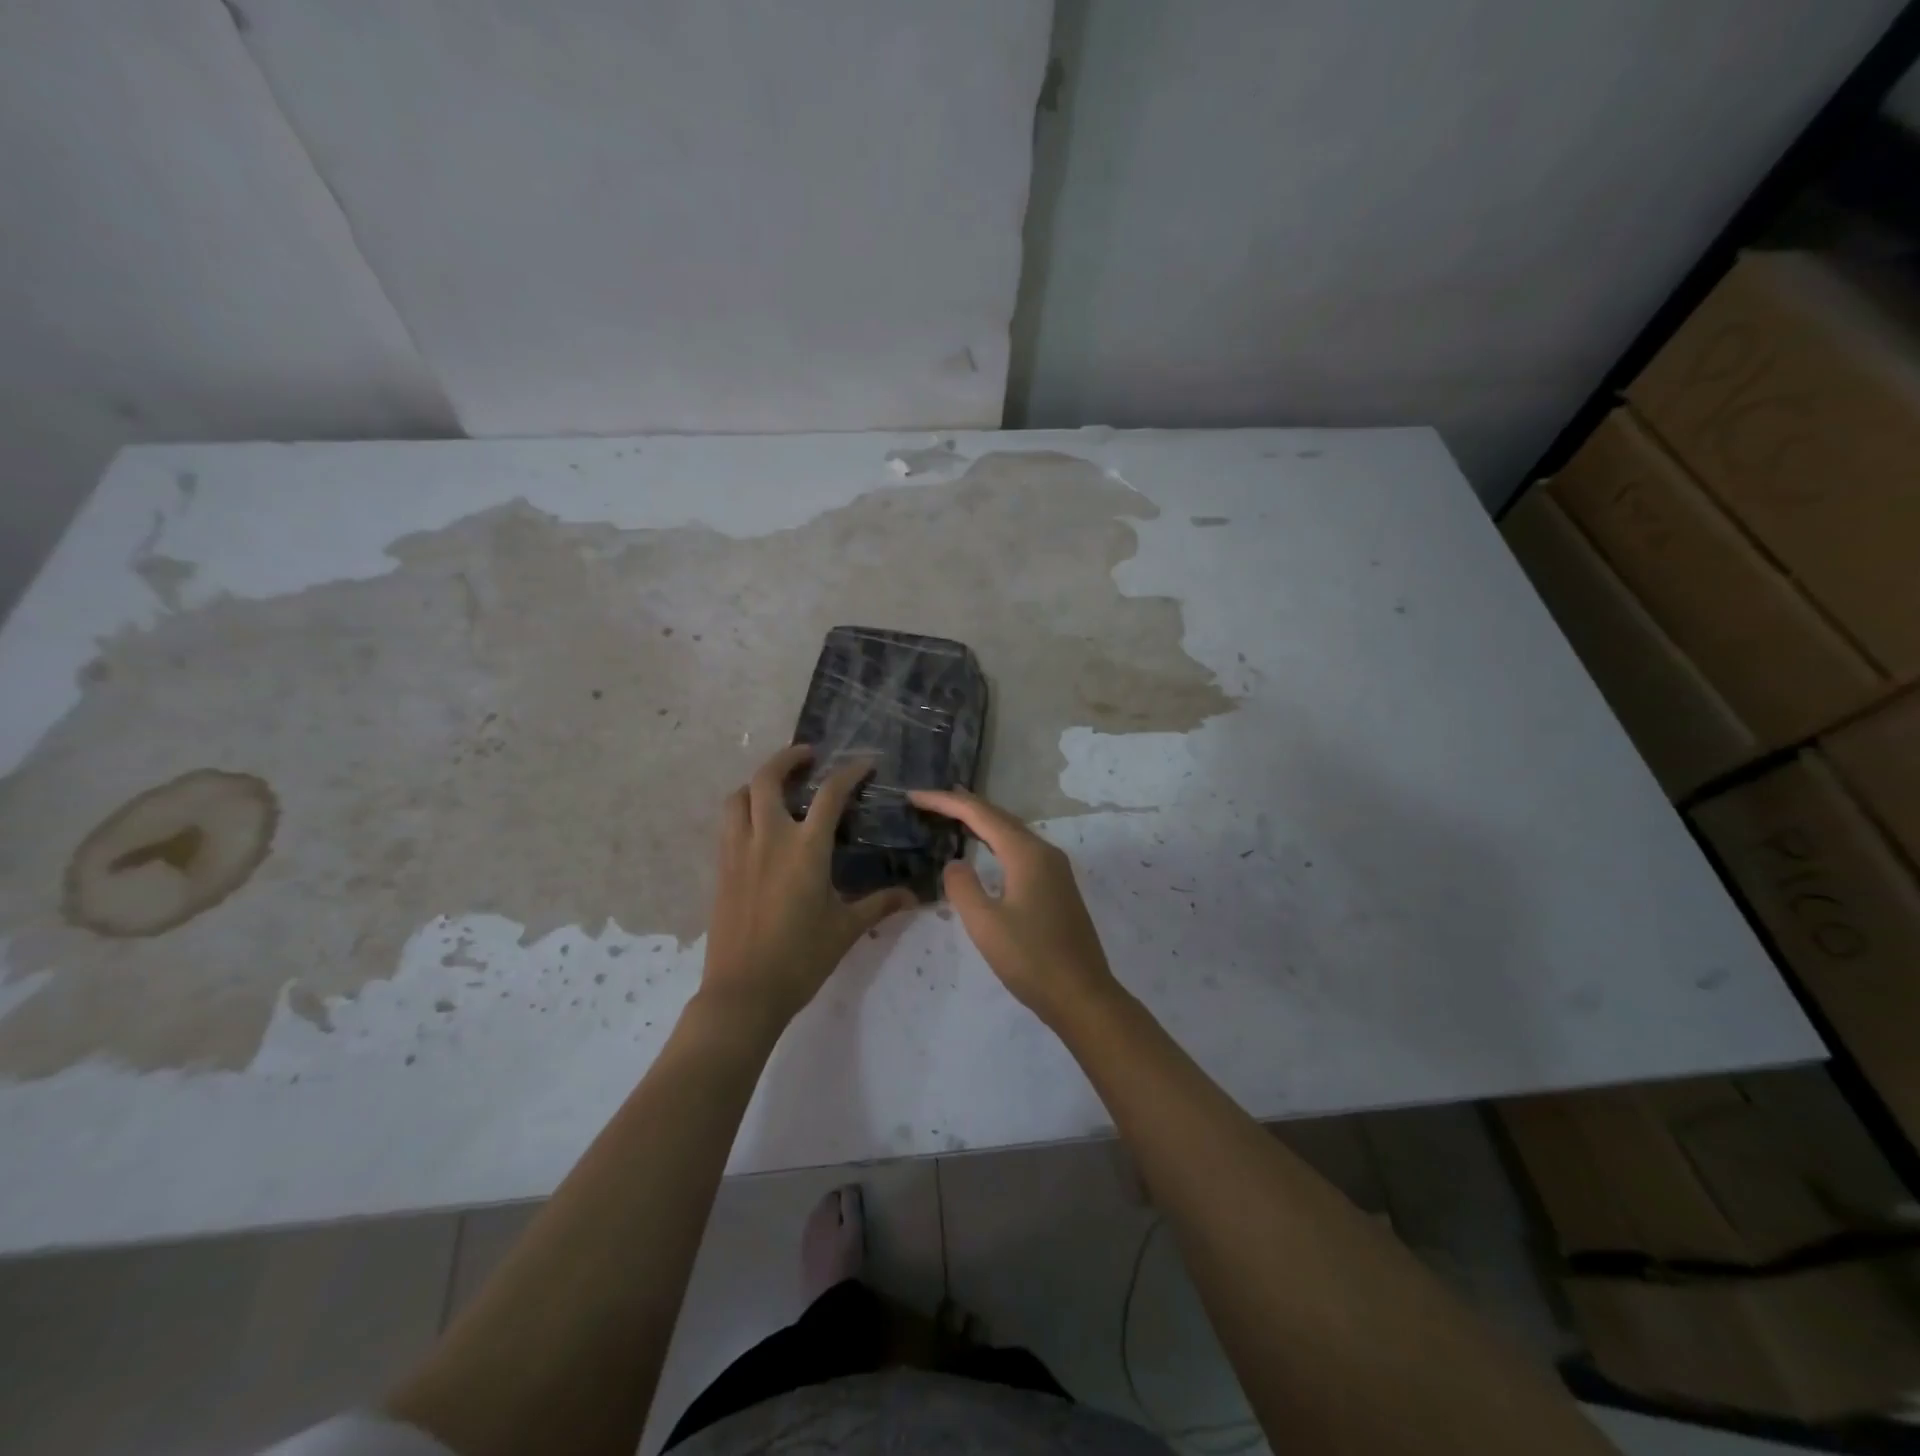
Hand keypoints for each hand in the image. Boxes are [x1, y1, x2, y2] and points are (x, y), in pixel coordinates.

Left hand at [702, 744, 916, 1027]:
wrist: (743, 993)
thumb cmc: (801, 959)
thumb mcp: (846, 929)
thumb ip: (878, 904)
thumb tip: (912, 896)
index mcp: (805, 850)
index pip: (830, 794)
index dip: (849, 772)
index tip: (864, 763)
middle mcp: (768, 839)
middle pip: (767, 779)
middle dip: (787, 758)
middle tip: (808, 756)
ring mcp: (739, 852)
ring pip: (738, 797)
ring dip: (758, 782)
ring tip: (777, 786)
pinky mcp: (721, 869)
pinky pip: (728, 824)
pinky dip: (743, 809)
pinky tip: (759, 826)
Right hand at [907, 787, 1118, 1027]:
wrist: (1083, 996)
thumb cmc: (1031, 960)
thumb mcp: (985, 925)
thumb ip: (962, 887)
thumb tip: (955, 863)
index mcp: (1026, 854)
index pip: (980, 814)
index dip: (945, 802)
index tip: (914, 796)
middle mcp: (1044, 852)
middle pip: (998, 817)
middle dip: (962, 805)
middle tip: (928, 800)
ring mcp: (1055, 869)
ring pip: (1011, 832)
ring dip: (981, 821)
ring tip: (951, 814)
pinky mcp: (1057, 886)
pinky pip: (1020, 849)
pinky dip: (995, 840)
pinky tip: (984, 850)